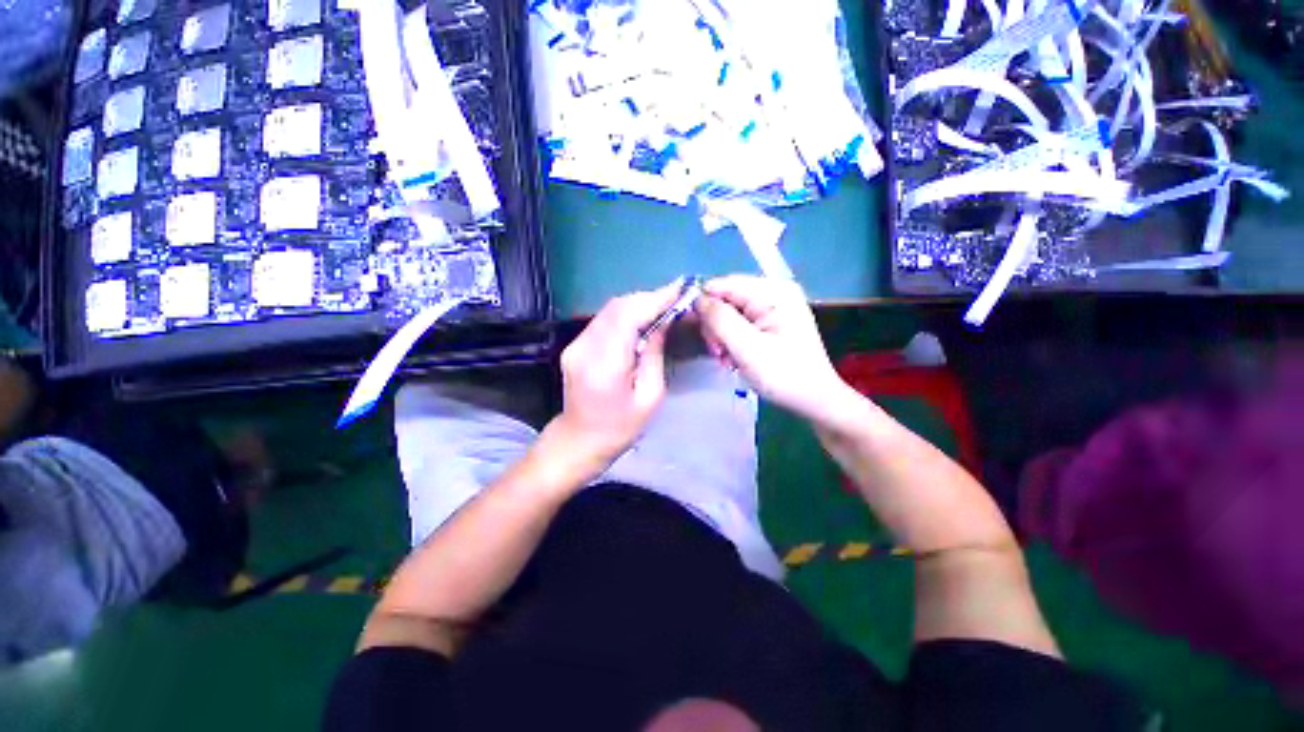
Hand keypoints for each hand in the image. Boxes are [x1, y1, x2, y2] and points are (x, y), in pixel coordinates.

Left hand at [552, 281, 681, 467]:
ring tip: (661, 308)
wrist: (580, 440)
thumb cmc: (621, 427)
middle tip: (674, 300)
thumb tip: (662, 321)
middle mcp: (585, 348)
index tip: (679, 289)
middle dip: (648, 299)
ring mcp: (575, 345)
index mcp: (606, 365)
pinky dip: (625, 314)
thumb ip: (654, 354)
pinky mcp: (574, 346)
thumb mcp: (650, 396)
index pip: (629, 316)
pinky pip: (603, 320)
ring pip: (609, 310)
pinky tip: (640, 320)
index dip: (655, 299)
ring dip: (637, 304)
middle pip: (617, 307)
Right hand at [697, 275, 849, 423]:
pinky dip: (730, 340)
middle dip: (715, 325)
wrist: (814, 400)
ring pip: (729, 312)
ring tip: (726, 358)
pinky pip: (739, 322)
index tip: (700, 334)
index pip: (723, 284)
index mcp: (773, 291)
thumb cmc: (784, 375)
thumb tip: (696, 299)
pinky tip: (733, 357)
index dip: (704, 305)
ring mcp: (773, 306)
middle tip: (718, 352)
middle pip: (725, 298)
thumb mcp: (748, 347)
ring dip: (721, 336)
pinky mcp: (770, 320)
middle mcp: (773, 291)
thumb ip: (720, 319)